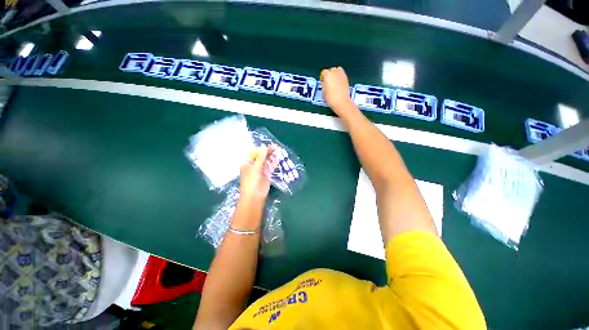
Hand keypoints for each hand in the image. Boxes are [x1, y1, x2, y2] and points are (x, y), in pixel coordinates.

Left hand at [239, 145, 276, 204]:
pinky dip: (274, 163)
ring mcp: (260, 171)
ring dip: (272, 156)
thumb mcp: (255, 167)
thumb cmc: (251, 181)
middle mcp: (254, 166)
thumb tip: (264, 146)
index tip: (270, 145)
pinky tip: (278, 158)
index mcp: (247, 163)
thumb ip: (261, 157)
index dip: (262, 149)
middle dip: (268, 152)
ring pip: (267, 161)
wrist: (254, 196)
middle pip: (262, 157)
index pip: (255, 153)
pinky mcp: (266, 175)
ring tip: (278, 150)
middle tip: (277, 147)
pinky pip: (270, 167)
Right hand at [321, 67, 354, 114]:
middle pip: (331, 70)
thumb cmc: (331, 98)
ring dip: (335, 75)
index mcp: (327, 75)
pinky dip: (340, 78)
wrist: (341, 102)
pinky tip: (339, 85)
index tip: (323, 83)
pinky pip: (341, 75)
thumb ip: (324, 85)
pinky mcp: (346, 78)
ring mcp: (341, 74)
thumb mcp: (323, 92)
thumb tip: (325, 84)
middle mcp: (335, 72)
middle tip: (328, 83)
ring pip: (337, 71)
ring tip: (334, 83)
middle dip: (330, 75)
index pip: (324, 73)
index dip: (323, 78)